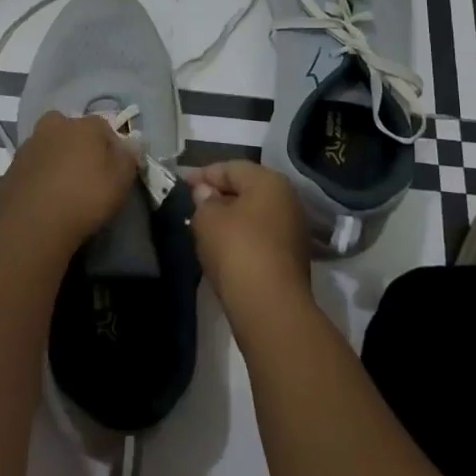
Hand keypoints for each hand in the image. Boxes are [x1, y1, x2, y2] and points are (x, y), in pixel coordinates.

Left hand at [0, 111, 141, 250]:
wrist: (32, 224)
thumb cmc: (85, 197)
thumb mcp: (121, 180)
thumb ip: (129, 158)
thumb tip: (133, 142)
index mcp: (84, 125)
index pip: (104, 127)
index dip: (111, 147)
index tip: (114, 170)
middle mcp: (55, 126)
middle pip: (71, 130)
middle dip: (78, 145)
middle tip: (85, 173)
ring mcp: (29, 145)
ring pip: (49, 146)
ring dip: (56, 159)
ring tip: (64, 188)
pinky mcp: (11, 168)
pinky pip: (33, 167)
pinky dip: (39, 176)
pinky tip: (45, 197)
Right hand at [181, 160, 313, 321]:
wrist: (271, 307)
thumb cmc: (237, 249)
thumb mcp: (207, 218)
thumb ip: (204, 200)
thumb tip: (207, 193)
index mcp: (269, 181)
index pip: (231, 167)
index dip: (203, 174)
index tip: (181, 183)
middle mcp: (287, 198)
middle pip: (246, 189)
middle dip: (219, 195)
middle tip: (193, 204)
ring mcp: (293, 229)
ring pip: (255, 214)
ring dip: (231, 218)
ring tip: (205, 227)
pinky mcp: (293, 258)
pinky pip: (261, 237)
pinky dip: (243, 238)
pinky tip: (224, 249)